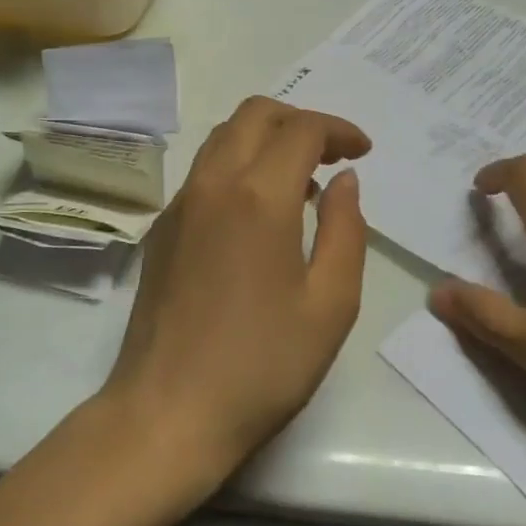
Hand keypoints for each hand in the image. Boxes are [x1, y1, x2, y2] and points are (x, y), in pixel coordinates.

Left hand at [98, 97, 371, 481]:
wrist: (167, 411)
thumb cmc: (262, 365)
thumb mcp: (330, 304)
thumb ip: (345, 230)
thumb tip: (344, 180)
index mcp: (258, 196)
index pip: (301, 130)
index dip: (338, 129)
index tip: (363, 151)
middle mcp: (213, 183)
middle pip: (255, 114)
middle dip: (300, 120)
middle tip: (333, 154)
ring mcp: (180, 203)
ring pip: (223, 136)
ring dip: (265, 138)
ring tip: (300, 182)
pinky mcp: (162, 227)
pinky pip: (203, 170)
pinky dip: (238, 164)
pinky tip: (258, 212)